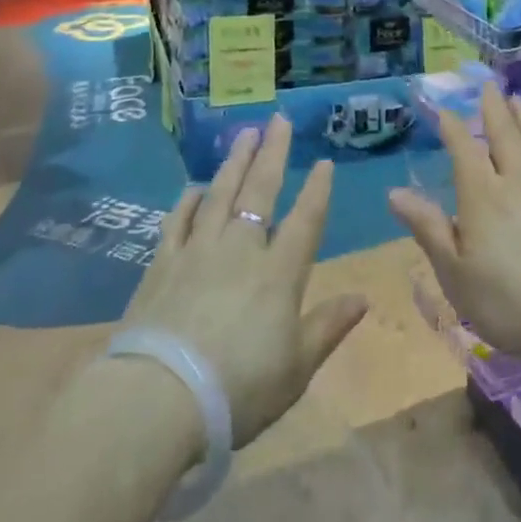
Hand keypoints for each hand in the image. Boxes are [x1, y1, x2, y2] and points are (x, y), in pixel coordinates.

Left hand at [122, 117, 367, 447]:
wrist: (157, 401)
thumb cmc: (238, 390)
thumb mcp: (296, 368)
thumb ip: (328, 327)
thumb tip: (363, 298)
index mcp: (279, 273)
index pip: (305, 219)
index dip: (317, 189)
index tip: (324, 161)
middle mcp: (240, 250)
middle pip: (259, 191)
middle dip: (272, 153)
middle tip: (278, 120)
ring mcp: (197, 252)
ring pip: (219, 194)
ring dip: (234, 162)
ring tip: (244, 135)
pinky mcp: (161, 265)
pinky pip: (177, 221)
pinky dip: (188, 201)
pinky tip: (193, 188)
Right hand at [388, 84, 520, 368]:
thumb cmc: (508, 301)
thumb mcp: (454, 272)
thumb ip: (427, 228)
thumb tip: (395, 193)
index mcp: (482, 195)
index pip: (464, 149)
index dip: (452, 127)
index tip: (443, 109)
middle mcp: (517, 180)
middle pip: (505, 135)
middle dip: (494, 109)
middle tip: (490, 86)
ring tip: (518, 100)